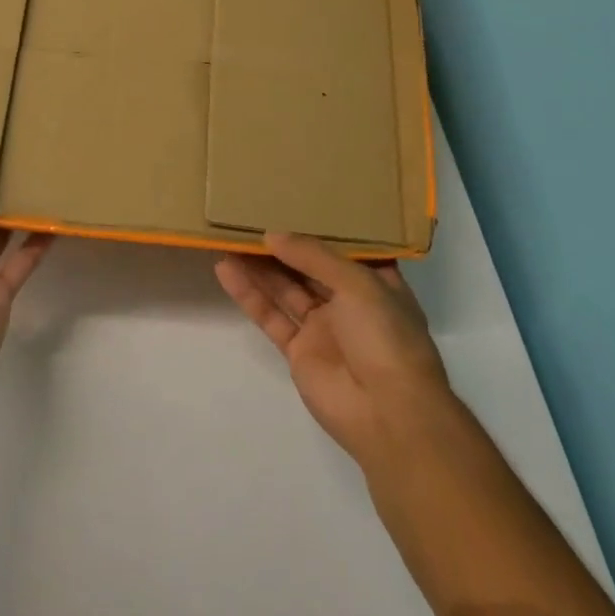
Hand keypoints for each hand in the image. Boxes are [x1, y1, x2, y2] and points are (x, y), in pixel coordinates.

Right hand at [216, 234, 455, 474]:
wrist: (387, 411)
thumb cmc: (385, 336)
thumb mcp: (357, 283)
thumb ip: (313, 256)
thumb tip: (272, 235)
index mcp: (377, 284)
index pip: (345, 250)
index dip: (319, 230)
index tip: (290, 204)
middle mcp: (350, 303)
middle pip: (310, 269)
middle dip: (282, 247)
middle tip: (248, 219)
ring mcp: (323, 329)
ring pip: (285, 290)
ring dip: (259, 267)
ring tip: (229, 239)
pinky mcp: (298, 352)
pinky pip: (270, 316)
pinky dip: (249, 295)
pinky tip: (227, 270)